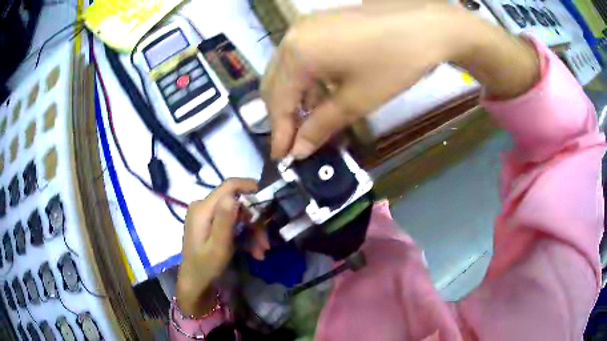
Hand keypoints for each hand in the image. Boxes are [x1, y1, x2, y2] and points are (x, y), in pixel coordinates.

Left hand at [176, 178, 256, 315]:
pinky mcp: (210, 224)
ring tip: (261, 252)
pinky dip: (245, 235)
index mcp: (203, 209)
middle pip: (237, 203)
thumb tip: (233, 196)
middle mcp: (203, 206)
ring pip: (237, 214)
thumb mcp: (218, 247)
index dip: (250, 187)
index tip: (269, 198)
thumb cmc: (205, 267)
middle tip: (265, 243)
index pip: (229, 186)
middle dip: (254, 222)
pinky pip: (232, 223)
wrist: (195, 283)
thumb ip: (224, 221)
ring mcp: (207, 215)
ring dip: (252, 232)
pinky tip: (254, 252)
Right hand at [261, 3, 538, 159]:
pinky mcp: (321, 23)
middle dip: (282, 115)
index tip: (281, 159)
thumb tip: (299, 151)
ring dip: (294, 97)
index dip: (279, 133)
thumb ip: (321, 126)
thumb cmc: (395, 62)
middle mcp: (292, 36)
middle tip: (293, 142)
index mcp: (296, 54)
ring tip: (308, 122)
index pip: (278, 101)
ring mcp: (306, 26)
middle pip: (275, 83)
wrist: (427, 25)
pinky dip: (306, 79)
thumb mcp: (357, 100)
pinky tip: (319, 94)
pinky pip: (302, 56)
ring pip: (287, 69)